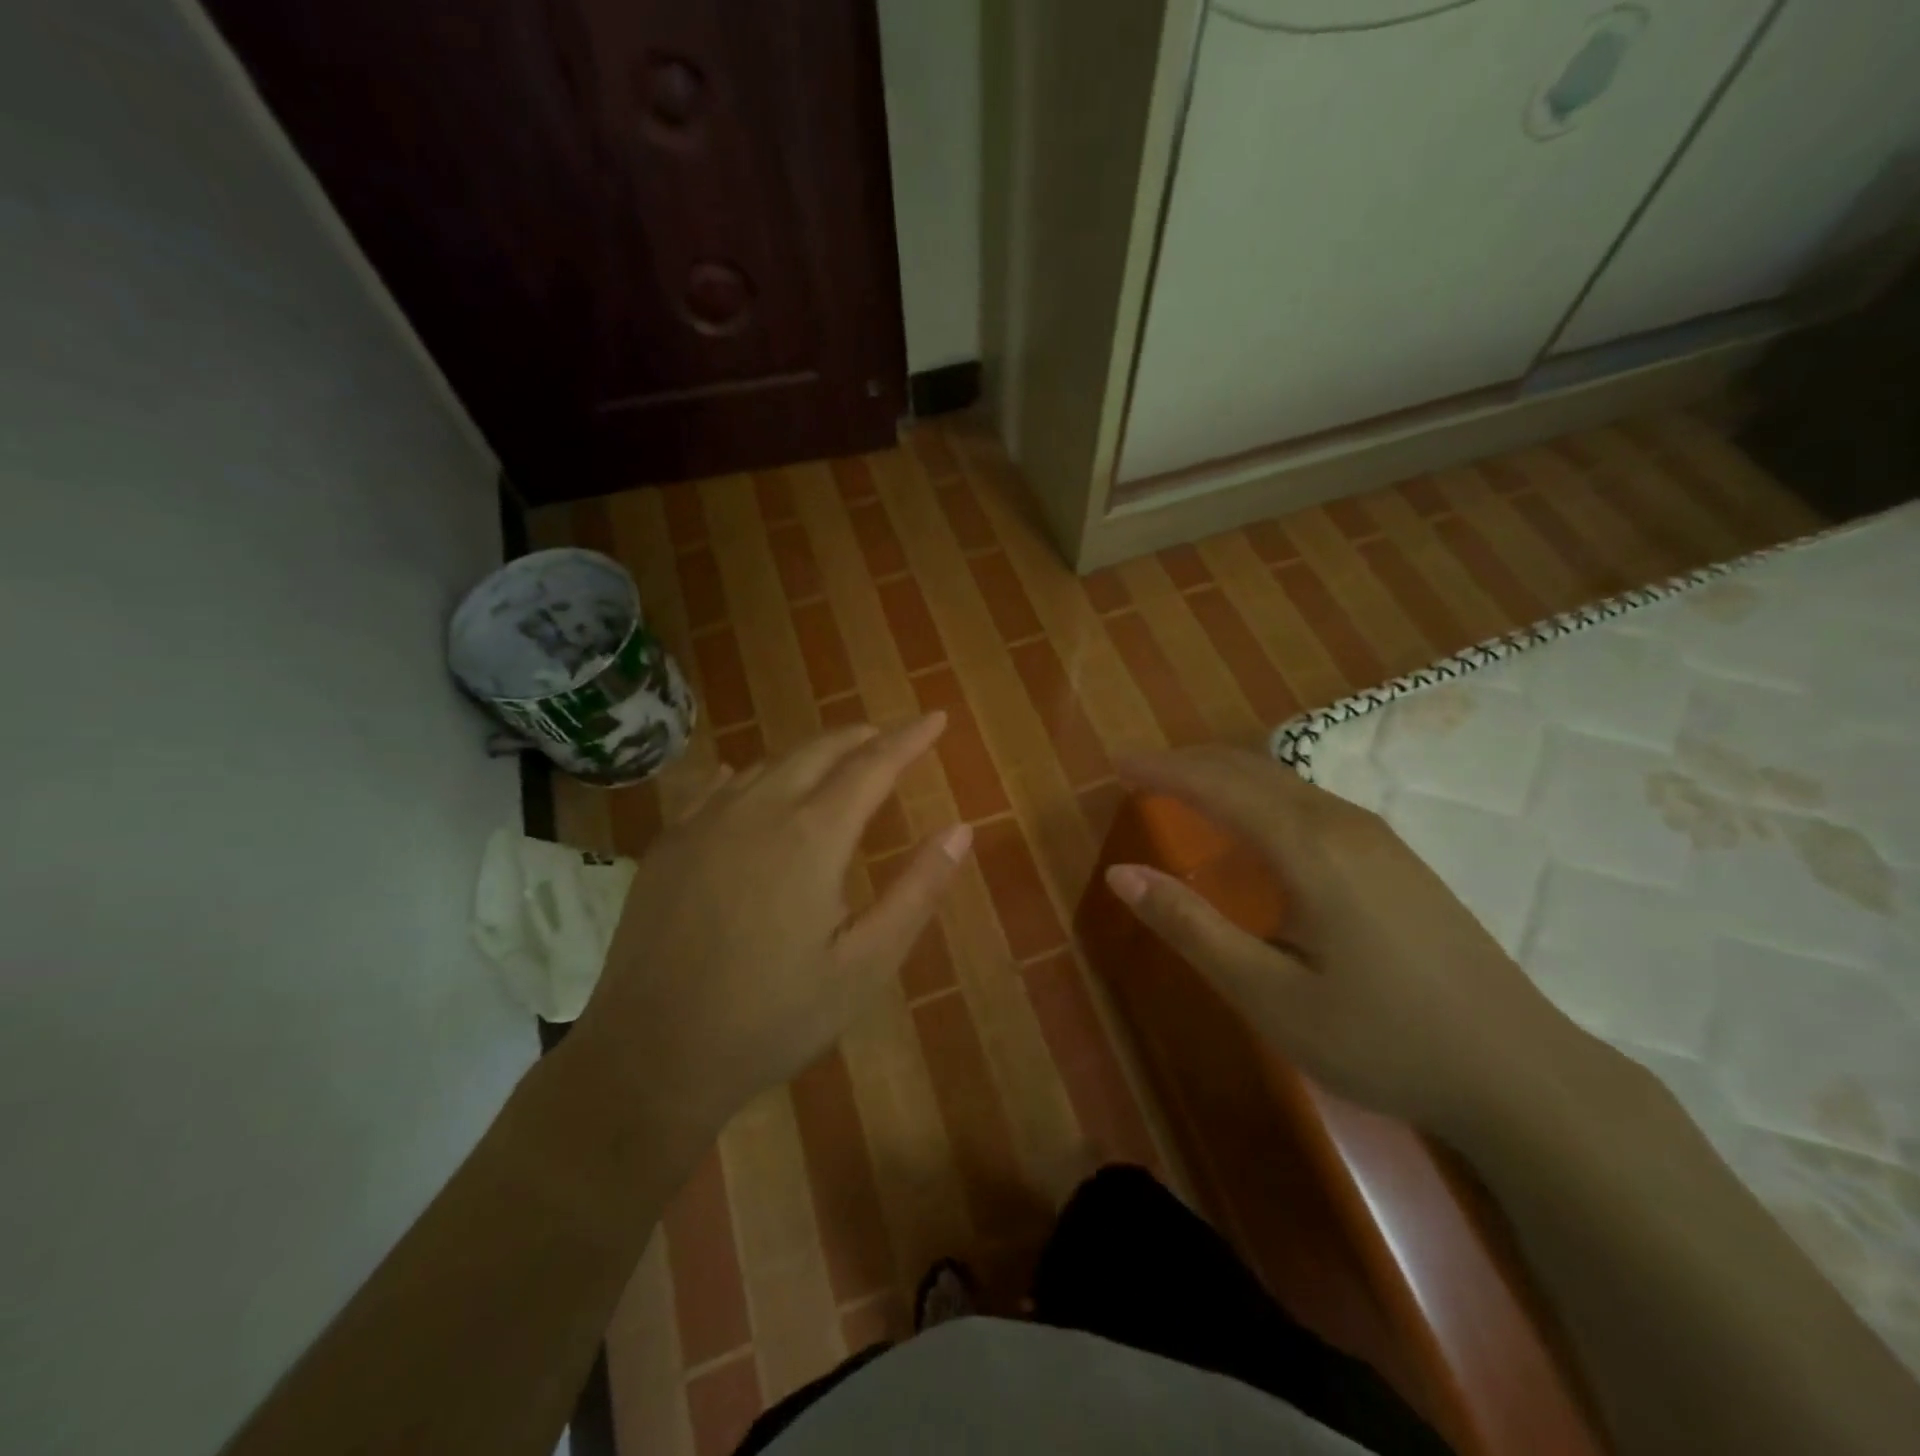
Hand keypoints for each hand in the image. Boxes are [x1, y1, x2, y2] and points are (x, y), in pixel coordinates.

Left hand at [571, 715, 969, 1140]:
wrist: (650, 1058)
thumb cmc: (773, 1018)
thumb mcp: (864, 965)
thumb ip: (916, 891)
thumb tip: (960, 829)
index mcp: (812, 836)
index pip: (873, 765)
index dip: (910, 738)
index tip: (936, 717)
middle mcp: (757, 811)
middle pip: (818, 751)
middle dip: (861, 737)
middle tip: (890, 736)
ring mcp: (704, 823)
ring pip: (768, 764)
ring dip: (810, 754)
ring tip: (836, 761)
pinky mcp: (667, 845)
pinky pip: (716, 787)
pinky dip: (750, 774)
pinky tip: (749, 780)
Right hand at [1105, 745, 1600, 1141]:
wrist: (1523, 1074)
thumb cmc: (1384, 1039)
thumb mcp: (1270, 996)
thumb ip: (1192, 928)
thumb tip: (1121, 874)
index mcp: (1309, 848)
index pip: (1218, 786)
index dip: (1163, 770)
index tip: (1117, 764)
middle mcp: (1343, 824)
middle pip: (1252, 770)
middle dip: (1189, 762)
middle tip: (1139, 771)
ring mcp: (1378, 838)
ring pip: (1285, 782)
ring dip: (1226, 775)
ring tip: (1182, 787)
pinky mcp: (1396, 859)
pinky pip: (1309, 801)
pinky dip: (1260, 794)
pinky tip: (1254, 824)